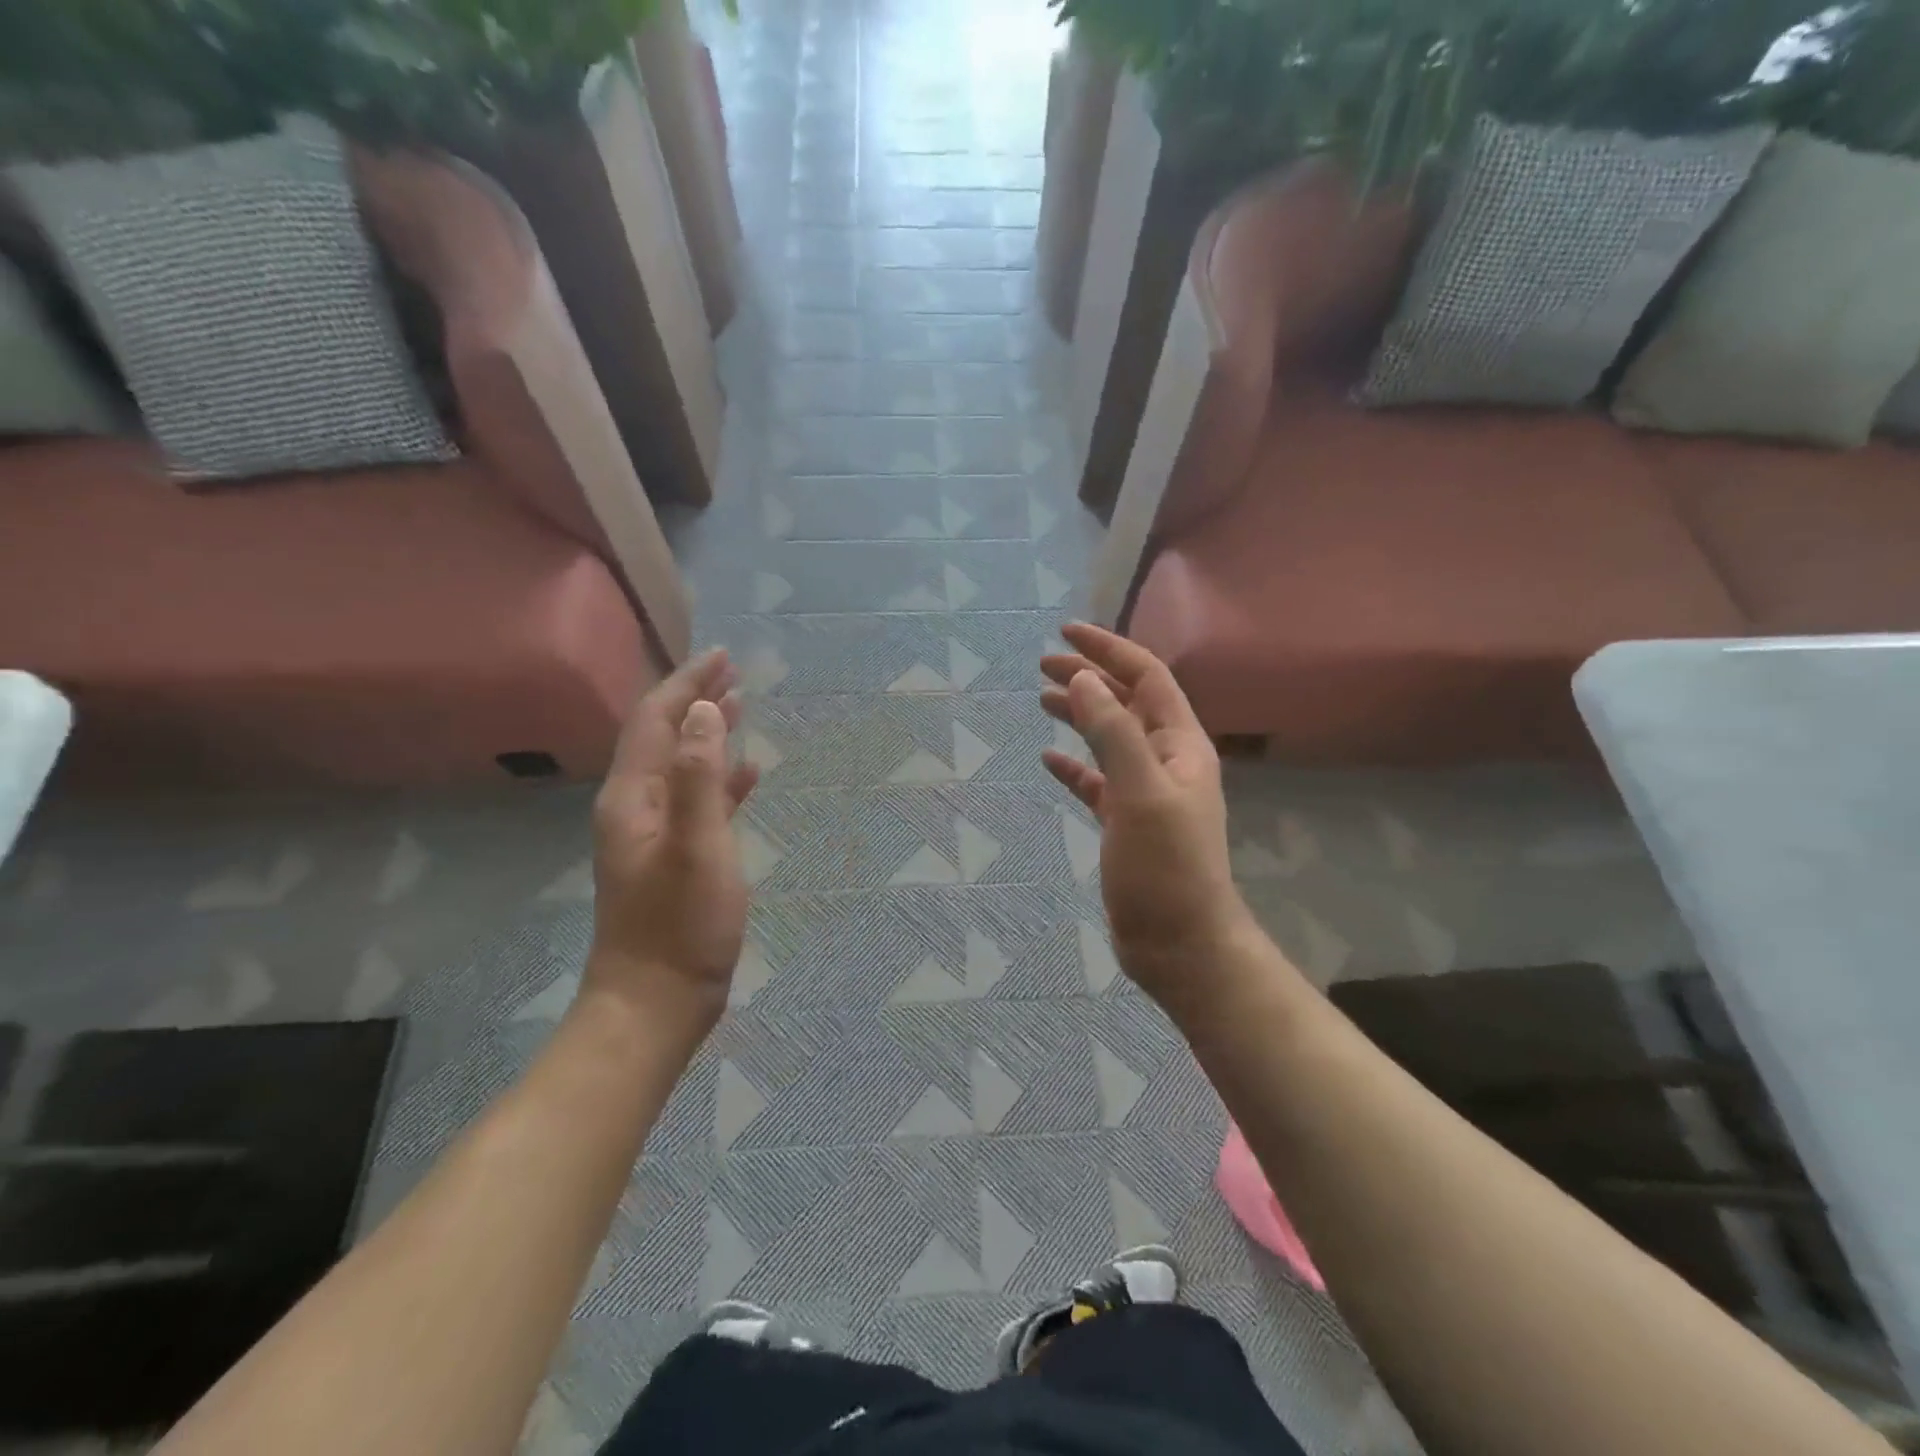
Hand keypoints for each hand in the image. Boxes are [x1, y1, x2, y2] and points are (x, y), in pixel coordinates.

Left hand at [584, 650, 759, 1033]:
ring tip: (741, 706)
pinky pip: (698, 800)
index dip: (687, 684)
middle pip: (663, 736)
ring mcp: (654, 833)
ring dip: (708, 733)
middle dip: (695, 700)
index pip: (654, 720)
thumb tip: (704, 711)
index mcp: (633, 797)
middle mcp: (636, 806)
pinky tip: (748, 774)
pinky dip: (720, 778)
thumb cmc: (680, 924)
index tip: (722, 656)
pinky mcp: (675, 857)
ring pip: (681, 765)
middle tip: (734, 672)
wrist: (655, 1001)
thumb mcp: (696, 845)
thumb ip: (699, 776)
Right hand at [1041, 624, 1255, 1017]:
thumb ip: (1112, 732)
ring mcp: (1145, 792)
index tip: (1065, 633)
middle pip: (1125, 703)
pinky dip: (1074, 766)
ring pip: (1109, 739)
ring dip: (1079, 715)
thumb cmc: (1165, 866)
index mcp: (1180, 744)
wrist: (1180, 943)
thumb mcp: (1139, 792)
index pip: (1146, 677)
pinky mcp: (1126, 823)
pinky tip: (1049, 760)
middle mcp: (1166, 760)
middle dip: (1088, 678)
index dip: (1108, 650)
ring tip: (1041, 700)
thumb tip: (1082, 680)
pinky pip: (1097, 781)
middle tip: (1041, 665)